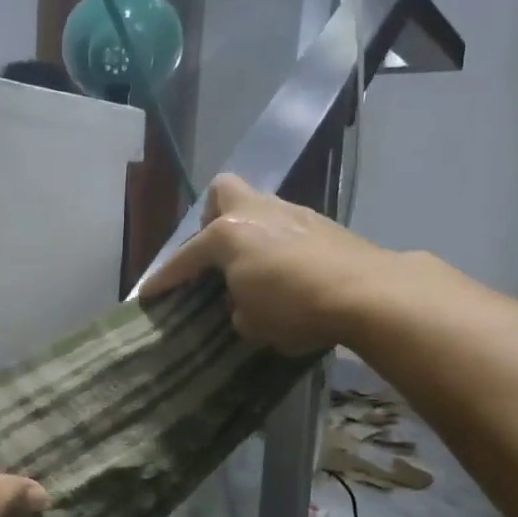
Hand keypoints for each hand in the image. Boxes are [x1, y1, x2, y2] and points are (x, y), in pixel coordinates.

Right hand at [139, 173, 383, 355]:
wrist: (369, 292)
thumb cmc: (295, 307)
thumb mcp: (252, 323)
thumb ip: (236, 308)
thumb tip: (242, 301)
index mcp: (227, 235)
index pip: (185, 258)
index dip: (164, 279)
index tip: (148, 295)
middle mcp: (256, 213)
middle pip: (222, 193)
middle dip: (212, 218)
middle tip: (216, 253)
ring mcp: (293, 213)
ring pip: (259, 208)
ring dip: (250, 233)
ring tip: (255, 268)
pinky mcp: (324, 224)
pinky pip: (286, 227)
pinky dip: (279, 245)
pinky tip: (289, 272)